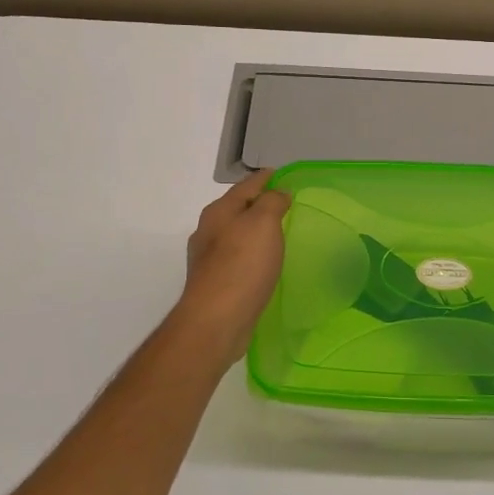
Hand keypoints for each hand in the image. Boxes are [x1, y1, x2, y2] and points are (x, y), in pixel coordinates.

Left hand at [174, 170, 291, 364]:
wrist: (216, 320)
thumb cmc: (242, 265)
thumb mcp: (263, 223)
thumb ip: (272, 202)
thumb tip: (278, 192)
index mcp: (219, 211)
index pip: (246, 186)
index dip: (265, 178)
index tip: (282, 174)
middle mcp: (209, 231)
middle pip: (237, 209)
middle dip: (258, 204)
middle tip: (284, 203)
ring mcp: (209, 259)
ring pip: (236, 234)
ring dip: (254, 231)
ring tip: (277, 233)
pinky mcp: (215, 284)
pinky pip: (237, 259)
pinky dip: (252, 254)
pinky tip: (264, 264)